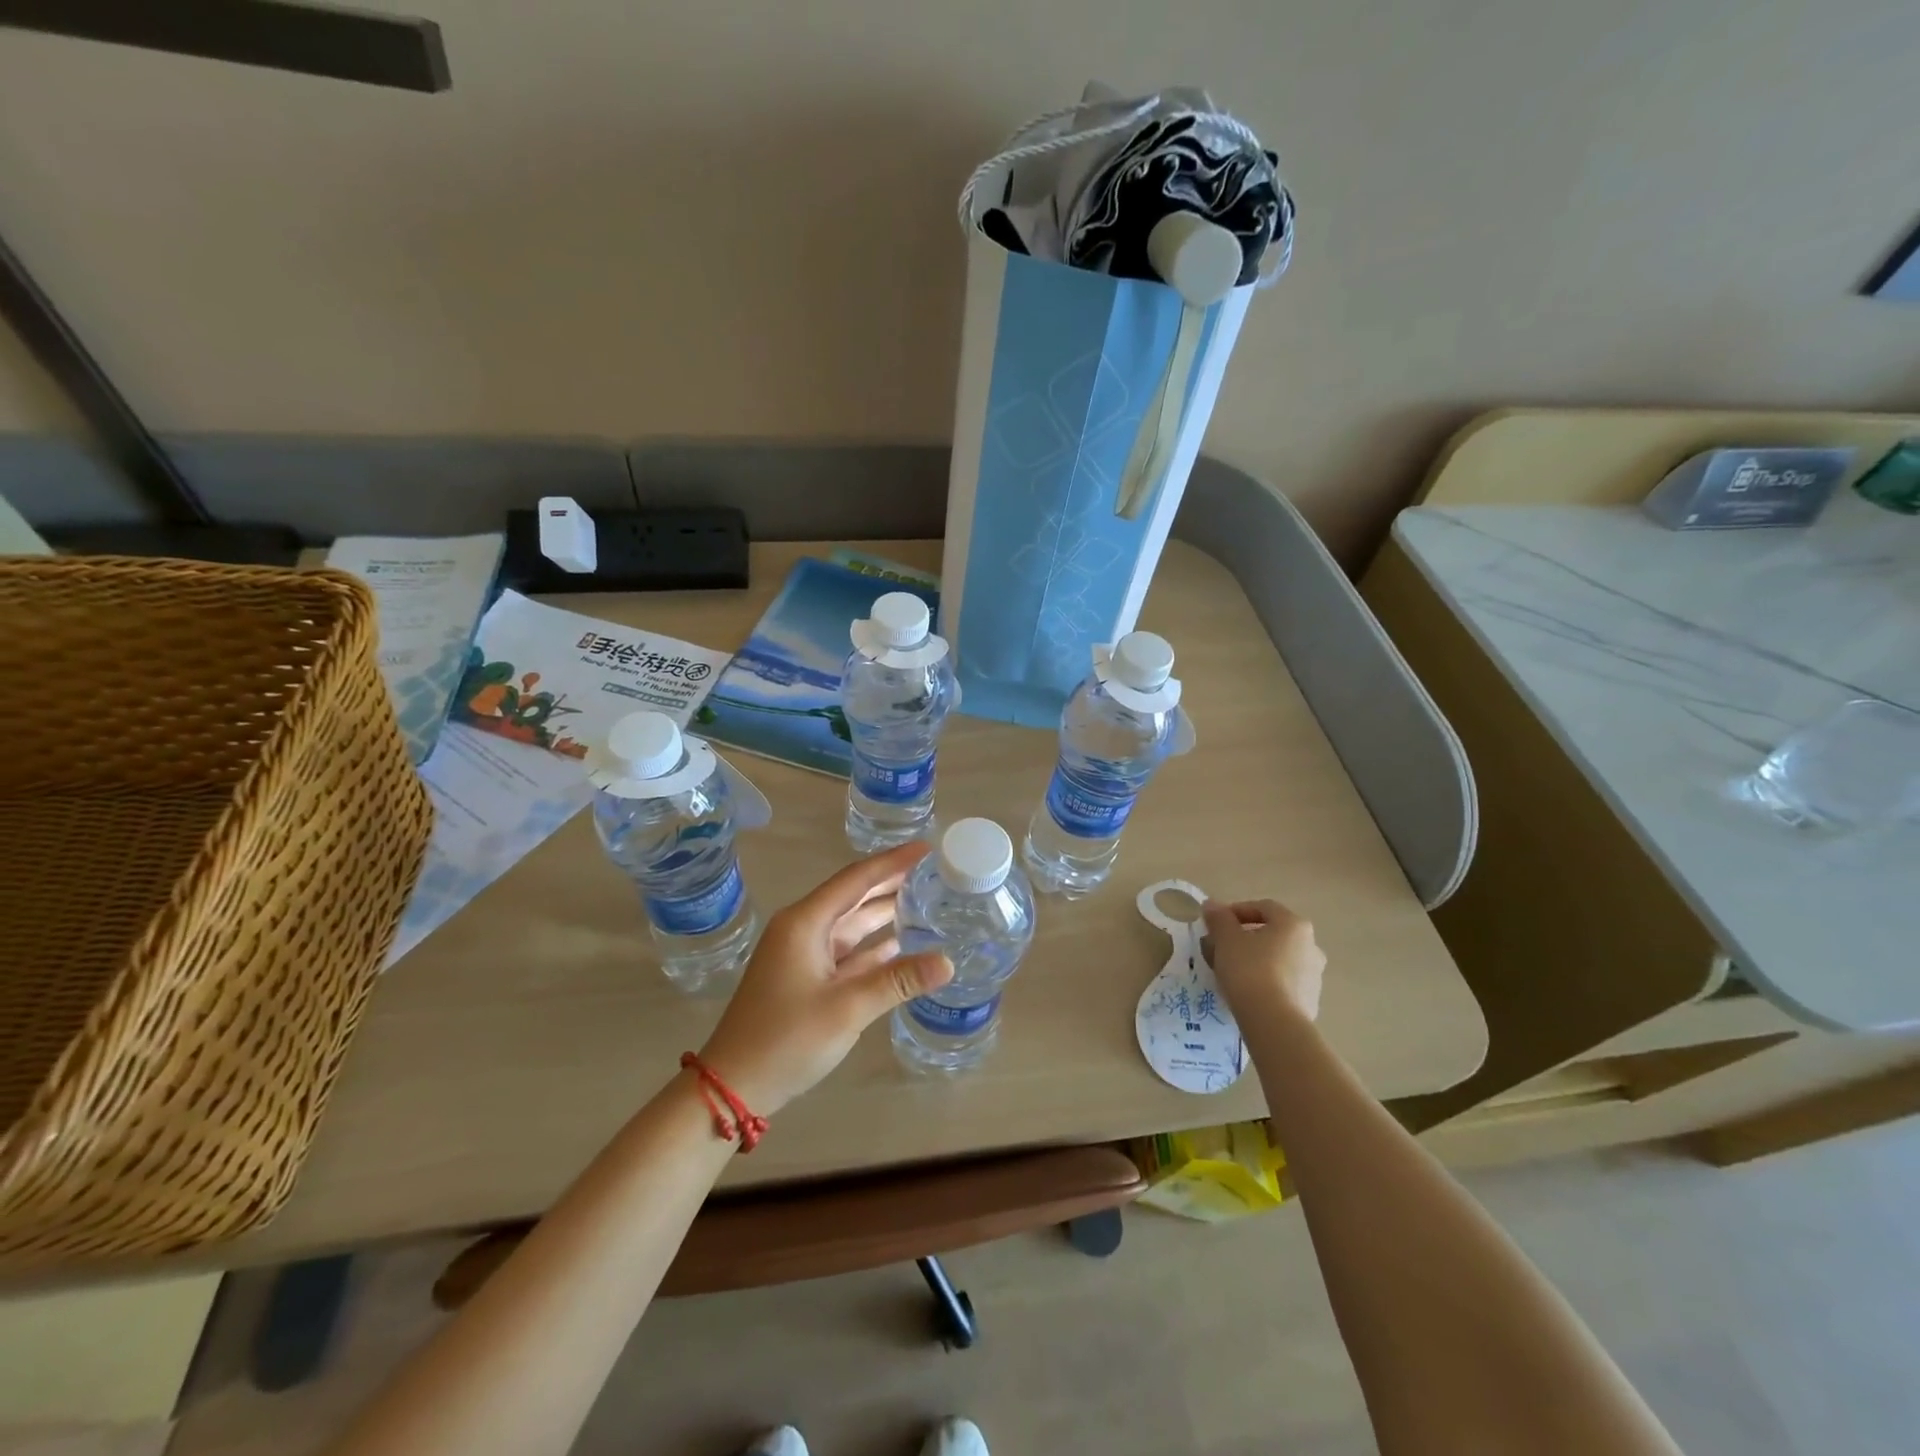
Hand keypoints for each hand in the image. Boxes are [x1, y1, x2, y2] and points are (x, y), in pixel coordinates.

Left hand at [698, 843, 952, 1113]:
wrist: (733, 1086)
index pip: (857, 879)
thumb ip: (898, 980)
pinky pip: (847, 950)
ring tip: (926, 900)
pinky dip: (873, 945)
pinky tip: (901, 942)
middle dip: (892, 882)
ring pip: (852, 923)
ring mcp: (803, 954)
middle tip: (933, 871)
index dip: (893, 862)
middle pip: (854, 895)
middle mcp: (803, 928)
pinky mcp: (806, 977)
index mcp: (805, 922)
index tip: (927, 848)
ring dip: (885, 912)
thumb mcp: (847, 1008)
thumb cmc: (786, 1039)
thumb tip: (948, 961)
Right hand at [1202, 898, 1325, 1024]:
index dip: (1235, 911)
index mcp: (1293, 925)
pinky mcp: (1310, 1000)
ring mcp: (1314, 975)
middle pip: (1271, 933)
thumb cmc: (1250, 970)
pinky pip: (1282, 981)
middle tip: (1219, 948)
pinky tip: (1246, 991)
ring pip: (1277, 958)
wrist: (1274, 1022)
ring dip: (1254, 959)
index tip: (1215, 923)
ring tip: (1229, 972)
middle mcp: (1310, 945)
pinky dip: (1265, 980)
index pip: (1262, 907)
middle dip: (1243, 937)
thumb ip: (1219, 918)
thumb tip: (1212, 904)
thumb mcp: (1226, 939)